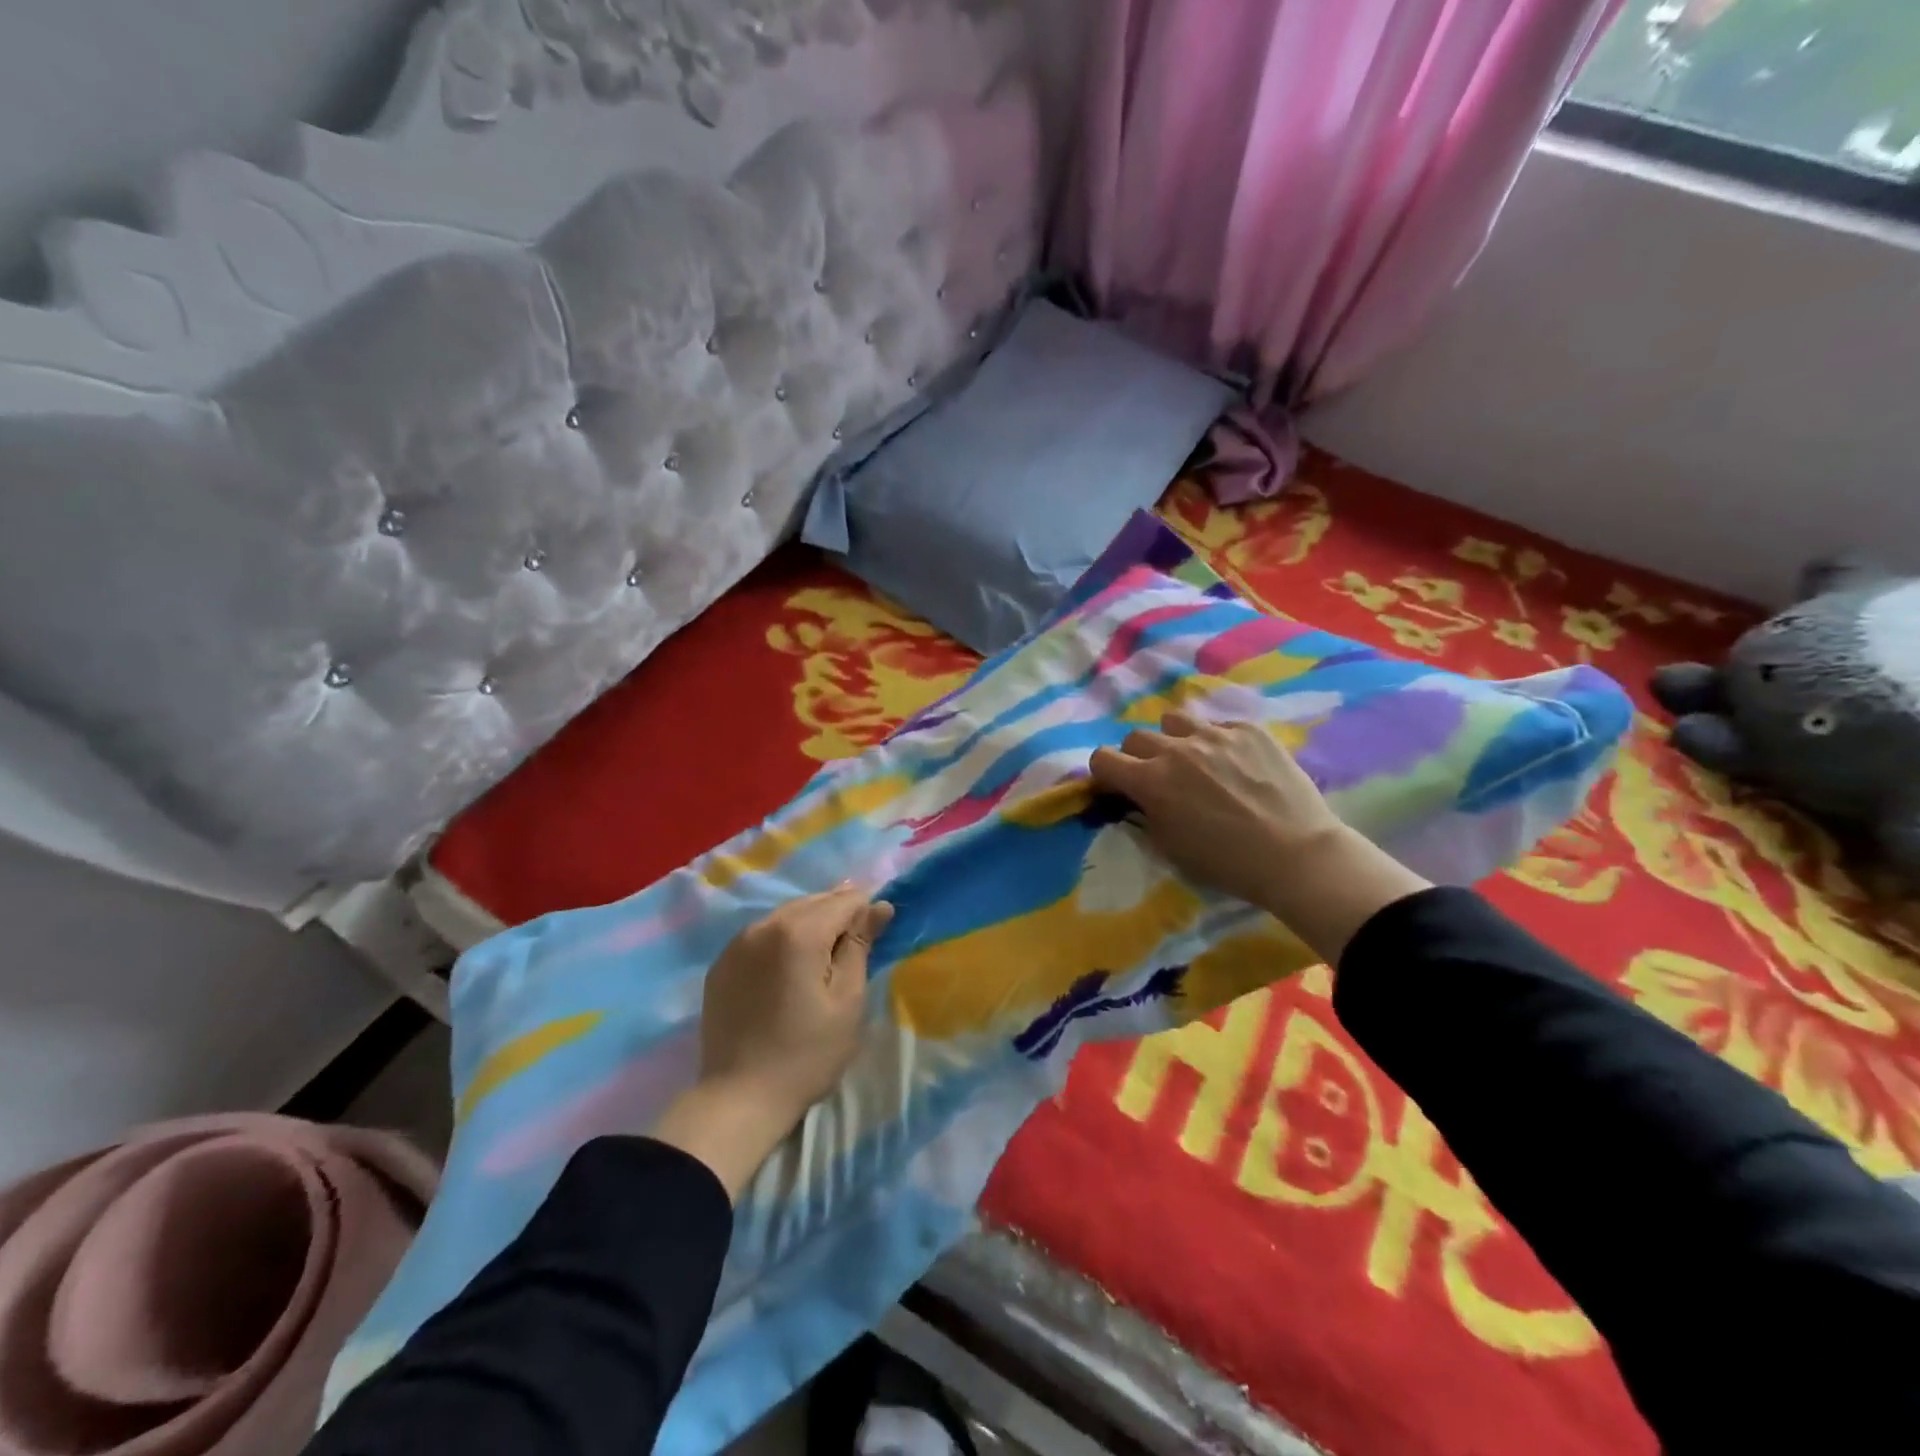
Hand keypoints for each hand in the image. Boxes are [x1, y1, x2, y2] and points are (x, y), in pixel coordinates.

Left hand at [652, 886, 892, 1197]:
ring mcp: (738, 943)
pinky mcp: (722, 963)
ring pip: (786, 915)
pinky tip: (790, 965)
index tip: (880, 929)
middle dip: (838, 912)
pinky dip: (782, 938)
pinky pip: (761, 935)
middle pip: (813, 902)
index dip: (867, 909)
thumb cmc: (807, 1053)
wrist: (739, 1099)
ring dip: (810, 923)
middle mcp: (764, 925)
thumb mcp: (847, 1001)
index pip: (844, 900)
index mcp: (799, 932)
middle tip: (858, 939)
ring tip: (826, 952)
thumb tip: (879, 906)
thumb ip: (861, 945)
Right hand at [1089, 712, 1427, 962]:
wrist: (1296, 855)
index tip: (1117, 785)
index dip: (1104, 773)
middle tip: (1157, 777)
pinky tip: (1236, 764)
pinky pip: (1219, 726)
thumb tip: (1137, 797)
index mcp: (1150, 781)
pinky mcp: (1249, 730)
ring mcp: (1215, 734)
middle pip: (1136, 736)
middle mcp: (1176, 749)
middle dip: (1138, 756)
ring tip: (1193, 759)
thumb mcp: (1170, 846)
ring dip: (1174, 739)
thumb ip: (1146, 813)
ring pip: (1175, 720)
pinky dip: (1217, 742)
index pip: (1102, 758)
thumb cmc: (1227, 862)